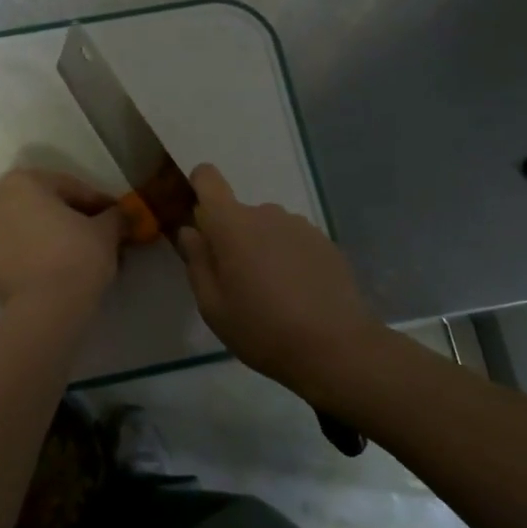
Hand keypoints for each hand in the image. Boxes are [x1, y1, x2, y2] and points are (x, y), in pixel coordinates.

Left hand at [0, 169, 124, 309]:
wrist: (44, 309)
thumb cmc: (76, 256)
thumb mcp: (106, 231)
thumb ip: (115, 216)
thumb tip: (121, 216)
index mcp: (23, 181)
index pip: (72, 188)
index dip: (100, 204)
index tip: (119, 218)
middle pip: (49, 205)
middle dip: (77, 220)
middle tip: (105, 236)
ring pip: (33, 227)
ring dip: (60, 236)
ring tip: (88, 255)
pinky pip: (21, 247)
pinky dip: (43, 252)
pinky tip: (67, 267)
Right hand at [178, 164, 380, 389]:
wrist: (336, 348)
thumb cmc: (262, 329)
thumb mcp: (213, 306)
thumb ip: (196, 262)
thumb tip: (190, 231)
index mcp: (232, 225)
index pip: (207, 178)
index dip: (198, 188)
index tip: (199, 221)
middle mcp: (266, 214)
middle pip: (238, 214)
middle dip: (231, 239)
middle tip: (236, 284)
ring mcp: (300, 226)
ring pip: (267, 228)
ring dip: (261, 250)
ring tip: (271, 293)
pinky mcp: (325, 242)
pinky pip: (293, 241)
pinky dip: (288, 259)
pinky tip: (297, 295)